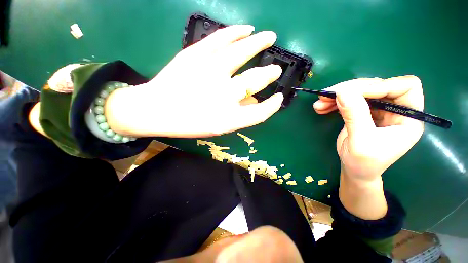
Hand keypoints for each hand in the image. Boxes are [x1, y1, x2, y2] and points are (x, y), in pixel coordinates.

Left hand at [106, 25, 283, 137]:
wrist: (156, 110)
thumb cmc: (188, 123)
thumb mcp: (217, 127)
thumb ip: (238, 115)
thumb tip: (255, 100)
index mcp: (228, 118)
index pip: (260, 113)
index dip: (272, 106)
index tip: (278, 98)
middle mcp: (223, 95)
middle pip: (256, 80)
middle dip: (270, 74)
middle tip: (276, 69)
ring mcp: (209, 72)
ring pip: (243, 51)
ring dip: (260, 43)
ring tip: (270, 37)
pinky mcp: (195, 55)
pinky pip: (221, 38)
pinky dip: (237, 32)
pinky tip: (247, 29)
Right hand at [314, 76, 423, 181]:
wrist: (355, 171)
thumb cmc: (364, 163)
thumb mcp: (361, 141)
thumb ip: (355, 116)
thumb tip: (341, 92)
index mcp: (408, 118)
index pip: (405, 87)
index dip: (380, 86)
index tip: (351, 93)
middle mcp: (396, 109)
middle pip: (378, 86)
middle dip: (350, 90)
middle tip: (326, 95)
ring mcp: (378, 109)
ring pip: (360, 91)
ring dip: (337, 96)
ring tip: (319, 104)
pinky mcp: (363, 111)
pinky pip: (349, 100)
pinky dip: (334, 102)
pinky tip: (321, 108)